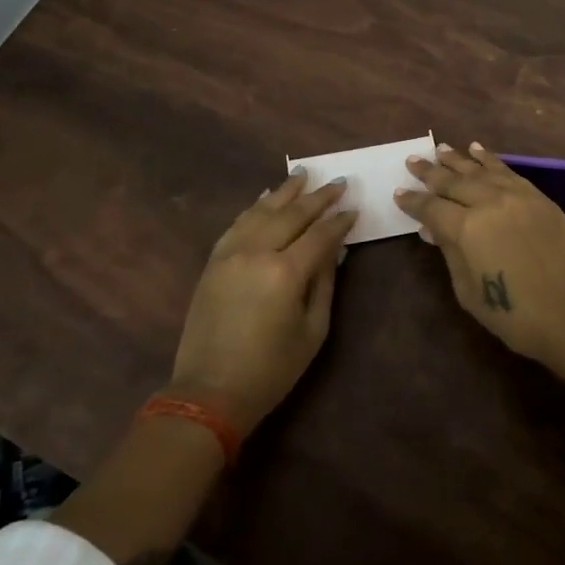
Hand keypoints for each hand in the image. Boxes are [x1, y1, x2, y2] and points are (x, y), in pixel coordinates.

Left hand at [170, 169, 357, 435]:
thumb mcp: (312, 331)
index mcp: (286, 273)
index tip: (354, 207)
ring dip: (284, 191)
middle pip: (292, 214)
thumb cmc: (271, 369)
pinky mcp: (214, 261)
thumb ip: (324, 284)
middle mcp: (257, 252)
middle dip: (318, 197)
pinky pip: (237, 223)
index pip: (320, 235)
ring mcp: (231, 253)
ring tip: (302, 174)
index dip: (339, 220)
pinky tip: (265, 196)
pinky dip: (254, 207)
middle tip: (338, 182)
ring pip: (262, 211)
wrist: (210, 391)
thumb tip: (335, 251)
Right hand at [395, 142, 564, 368]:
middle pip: (453, 182)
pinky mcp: (539, 199)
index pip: (431, 208)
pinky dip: (490, 160)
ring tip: (441, 149)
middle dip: (430, 172)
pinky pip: (508, 172)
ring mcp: (517, 197)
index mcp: (466, 228)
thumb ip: (450, 253)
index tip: (399, 192)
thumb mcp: (468, 291)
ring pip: (480, 171)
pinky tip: (478, 151)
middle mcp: (489, 203)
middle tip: (413, 160)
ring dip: (458, 160)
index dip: (413, 201)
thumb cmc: (514, 315)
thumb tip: (435, 229)